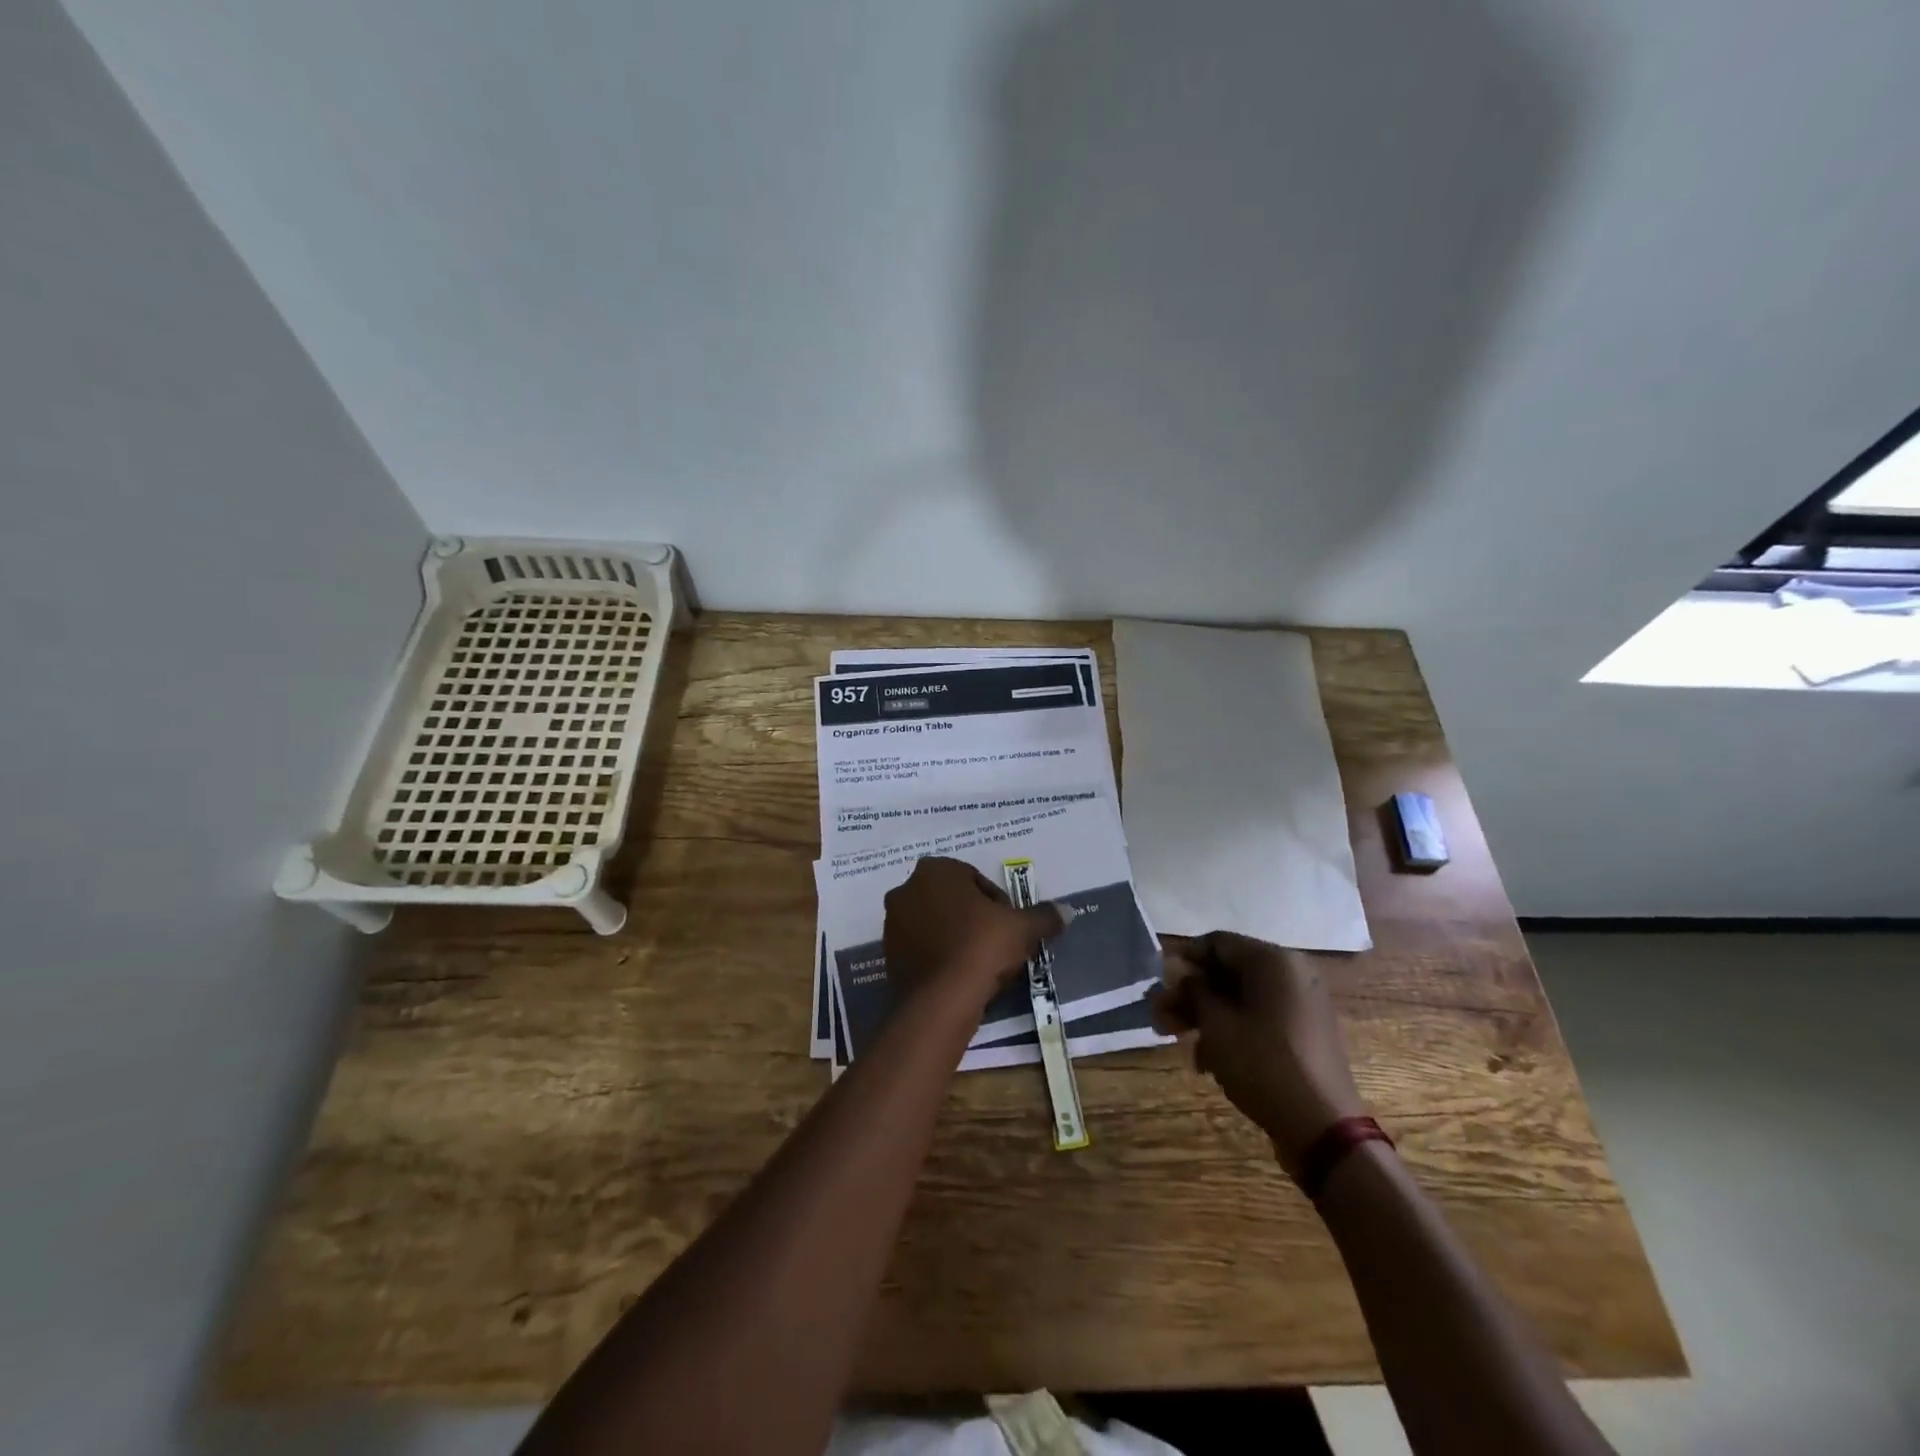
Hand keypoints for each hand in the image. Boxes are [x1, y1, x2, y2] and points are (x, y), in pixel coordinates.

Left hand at [883, 856, 1062, 1005]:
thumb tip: (1067, 911)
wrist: (940, 1000)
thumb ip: (1043, 916)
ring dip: (957, 937)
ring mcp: (892, 922)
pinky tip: (960, 976)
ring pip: (936, 924)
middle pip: (954, 901)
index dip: (999, 904)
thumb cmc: (981, 947)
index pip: (976, 880)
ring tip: (981, 964)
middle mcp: (906, 888)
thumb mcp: (1022, 929)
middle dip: (976, 919)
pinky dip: (940, 956)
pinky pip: (922, 948)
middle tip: (998, 945)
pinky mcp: (887, 954)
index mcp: (935, 869)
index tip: (1010, 928)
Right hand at [1152, 931, 1365, 1182]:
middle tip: (1158, 1016)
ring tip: (1175, 1039)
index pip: (1217, 943)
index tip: (1158, 982)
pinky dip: (1232, 1029)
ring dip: (1205, 1014)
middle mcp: (1292, 973)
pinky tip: (1207, 1060)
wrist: (1323, 1127)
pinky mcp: (1304, 1031)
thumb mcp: (1217, 1026)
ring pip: (1241, 997)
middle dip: (1190, 993)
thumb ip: (1194, 991)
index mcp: (1274, 961)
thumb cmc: (1263, 1065)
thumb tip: (1182, 974)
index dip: (1183, 959)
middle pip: (1228, 971)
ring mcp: (1301, 1003)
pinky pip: (1259, 1016)